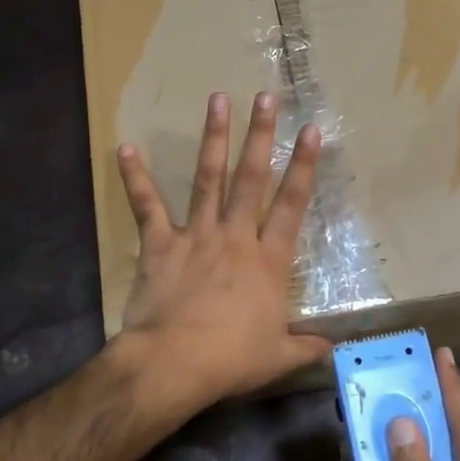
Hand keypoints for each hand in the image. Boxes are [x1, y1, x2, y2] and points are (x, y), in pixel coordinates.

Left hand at [113, 91, 331, 421]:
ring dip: (213, 138)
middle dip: (260, 135)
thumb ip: (308, 347)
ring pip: (208, 179)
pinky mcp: (161, 244)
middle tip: (265, 97)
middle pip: (251, 178)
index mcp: (268, 260)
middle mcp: (236, 237)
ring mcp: (197, 235)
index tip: (312, 131)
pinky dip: (136, 178)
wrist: (174, 363)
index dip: (304, 166)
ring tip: (218, 100)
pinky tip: (126, 148)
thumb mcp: (278, 357)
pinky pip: (147, 206)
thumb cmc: (231, 359)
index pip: (292, 204)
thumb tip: (334, 348)